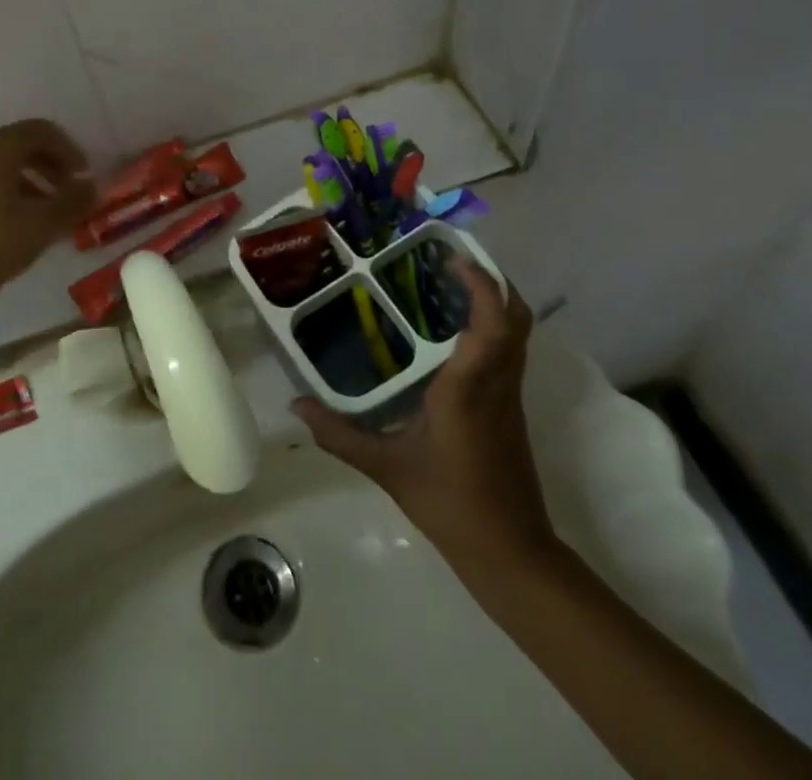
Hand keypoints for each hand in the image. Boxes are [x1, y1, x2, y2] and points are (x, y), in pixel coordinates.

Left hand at [0, 120, 95, 308]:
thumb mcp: (46, 223)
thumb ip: (74, 200)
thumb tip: (91, 186)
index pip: (39, 130)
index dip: (67, 148)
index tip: (82, 175)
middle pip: (15, 144)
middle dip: (46, 163)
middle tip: (65, 189)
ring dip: (23, 179)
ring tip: (39, 209)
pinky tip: (5, 222)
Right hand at [293, 256, 557, 578]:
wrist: (511, 553)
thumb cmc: (450, 504)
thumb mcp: (387, 468)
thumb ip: (339, 435)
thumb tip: (296, 407)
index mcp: (470, 388)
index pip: (491, 323)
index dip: (480, 283)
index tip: (451, 257)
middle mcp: (497, 383)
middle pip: (515, 317)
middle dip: (491, 281)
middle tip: (449, 262)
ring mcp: (510, 396)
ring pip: (516, 333)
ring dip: (491, 301)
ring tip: (447, 285)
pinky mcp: (511, 409)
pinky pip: (507, 351)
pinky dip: (489, 326)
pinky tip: (451, 333)